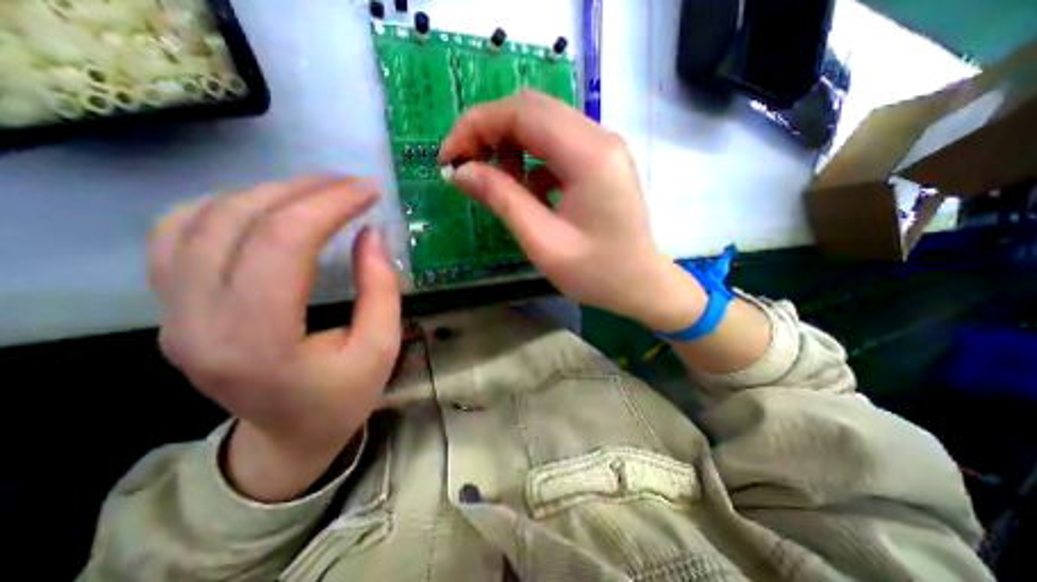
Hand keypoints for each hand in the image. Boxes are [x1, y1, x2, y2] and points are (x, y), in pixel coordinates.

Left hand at [147, 178, 398, 500]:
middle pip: (238, 221)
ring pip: (199, 218)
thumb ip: (381, 289)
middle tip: (351, 184)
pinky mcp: (171, 308)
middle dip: (304, 190)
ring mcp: (173, 314)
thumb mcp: (381, 348)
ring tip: (318, 191)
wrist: (289, 435)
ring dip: (267, 192)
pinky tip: (269, 208)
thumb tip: (371, 233)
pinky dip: (227, 206)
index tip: (369, 190)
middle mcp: (198, 322)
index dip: (328, 205)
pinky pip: (179, 234)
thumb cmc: (343, 397)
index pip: (283, 244)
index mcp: (259, 341)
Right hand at [438, 90, 703, 328]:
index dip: (475, 126)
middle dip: (489, 132)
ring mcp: (603, 147)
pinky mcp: (601, 161)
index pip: (521, 112)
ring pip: (543, 124)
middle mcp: (599, 138)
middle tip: (465, 168)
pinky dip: (531, 159)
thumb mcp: (543, 241)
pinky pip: (557, 145)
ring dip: (510, 145)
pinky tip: (529, 190)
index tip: (448, 159)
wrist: (640, 285)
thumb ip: (502, 200)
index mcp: (588, 155)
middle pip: (531, 110)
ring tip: (498, 183)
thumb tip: (460, 172)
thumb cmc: (596, 273)